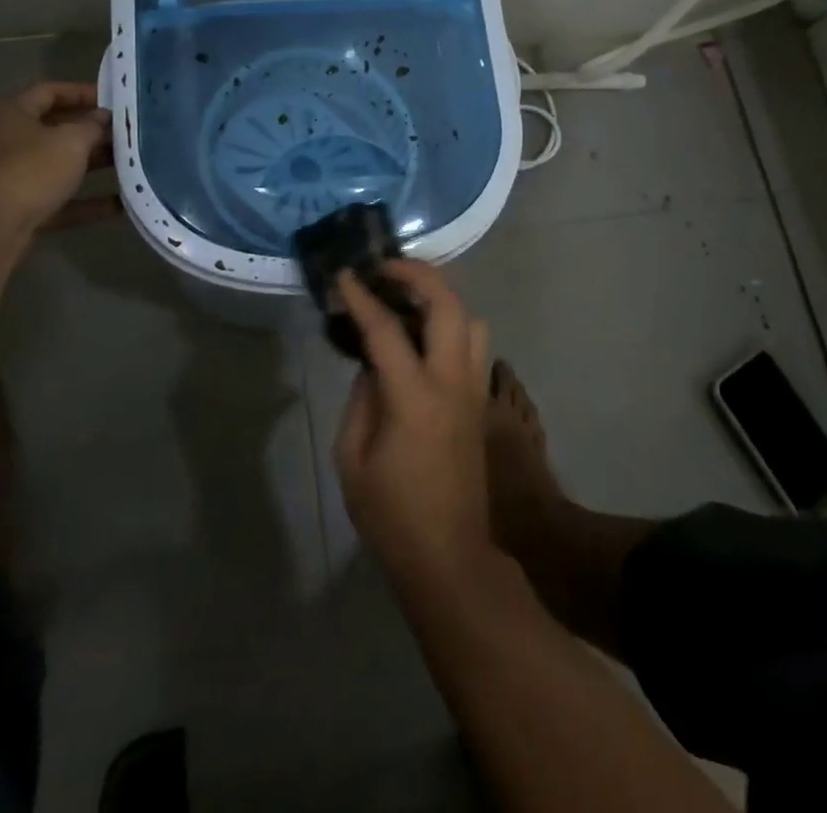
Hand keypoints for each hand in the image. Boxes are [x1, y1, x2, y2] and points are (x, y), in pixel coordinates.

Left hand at [0, 81, 117, 240]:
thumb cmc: (31, 170)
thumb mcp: (70, 141)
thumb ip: (92, 126)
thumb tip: (102, 117)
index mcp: (15, 114)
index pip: (49, 92)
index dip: (82, 92)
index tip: (114, 100)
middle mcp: (11, 142)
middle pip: (57, 129)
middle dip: (94, 131)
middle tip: (128, 133)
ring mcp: (16, 177)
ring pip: (62, 166)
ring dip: (95, 165)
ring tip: (132, 164)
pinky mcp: (24, 210)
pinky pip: (63, 200)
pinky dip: (89, 201)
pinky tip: (122, 204)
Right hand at [333, 261, 493, 593]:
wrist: (450, 558)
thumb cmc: (392, 515)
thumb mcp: (353, 460)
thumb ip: (360, 401)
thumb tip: (371, 365)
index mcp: (415, 398)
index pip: (387, 330)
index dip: (362, 297)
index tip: (344, 276)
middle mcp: (452, 383)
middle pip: (448, 306)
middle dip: (417, 275)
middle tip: (385, 268)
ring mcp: (474, 391)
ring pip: (471, 320)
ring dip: (441, 298)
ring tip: (407, 298)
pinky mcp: (481, 403)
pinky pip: (474, 345)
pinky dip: (451, 324)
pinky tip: (423, 337)